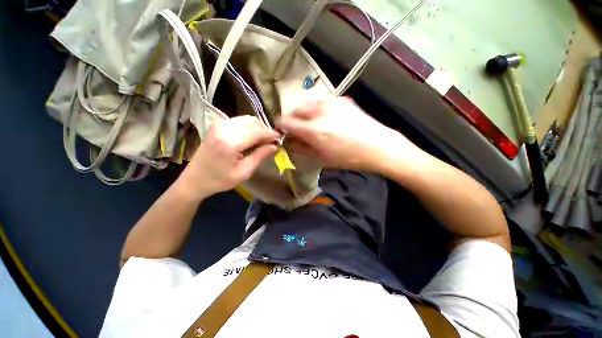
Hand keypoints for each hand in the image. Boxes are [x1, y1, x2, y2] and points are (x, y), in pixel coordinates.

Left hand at [177, 116, 279, 200]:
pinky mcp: (217, 124)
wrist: (194, 178)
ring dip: (258, 128)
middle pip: (253, 122)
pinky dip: (250, 127)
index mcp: (230, 142)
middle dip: (266, 130)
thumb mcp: (244, 172)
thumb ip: (260, 156)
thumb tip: (275, 145)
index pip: (257, 131)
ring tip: (263, 141)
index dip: (271, 134)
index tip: (280, 138)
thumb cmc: (220, 180)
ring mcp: (219, 123)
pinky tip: (252, 137)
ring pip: (248, 119)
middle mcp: (223, 127)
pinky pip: (240, 121)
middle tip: (272, 142)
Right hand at [277, 96, 418, 171]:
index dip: (281, 127)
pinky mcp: (341, 99)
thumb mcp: (322, 158)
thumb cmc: (349, 157)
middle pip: (294, 109)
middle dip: (291, 119)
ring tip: (310, 123)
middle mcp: (320, 111)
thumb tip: (289, 142)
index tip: (283, 133)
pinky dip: (316, 108)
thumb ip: (302, 148)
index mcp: (314, 130)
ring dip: (303, 112)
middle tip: (297, 130)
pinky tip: (324, 118)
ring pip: (306, 102)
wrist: (378, 145)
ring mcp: (331, 102)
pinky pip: (320, 101)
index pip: (286, 122)